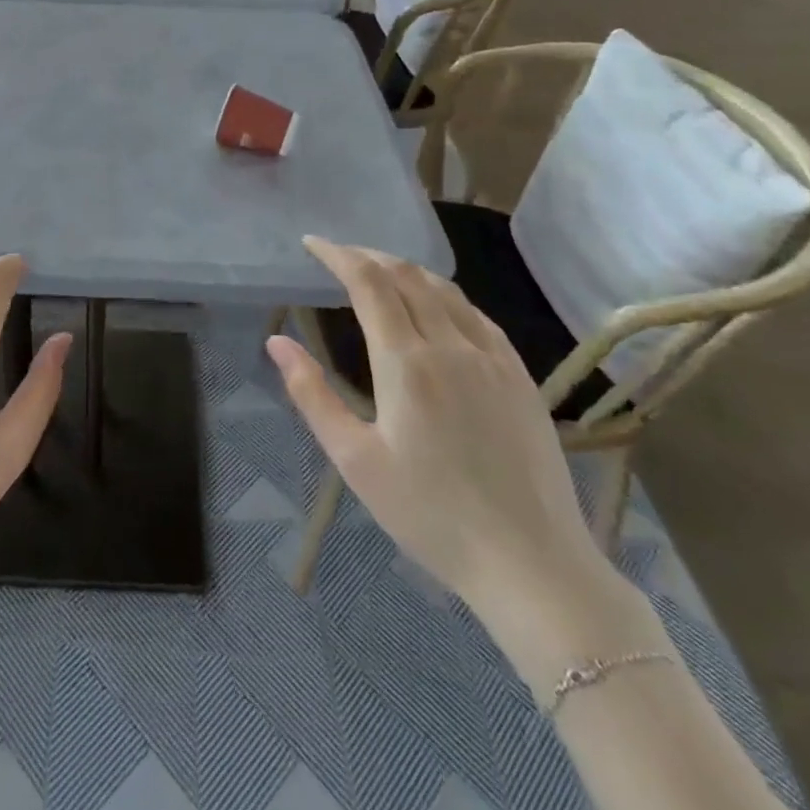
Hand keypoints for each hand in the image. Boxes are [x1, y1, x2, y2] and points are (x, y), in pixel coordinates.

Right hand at [267, 237, 610, 615]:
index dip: (338, 255)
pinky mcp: (520, 376)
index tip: (313, 244)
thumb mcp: (355, 460)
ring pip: (443, 289)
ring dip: (405, 270)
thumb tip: (277, 342)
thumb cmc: (430, 516)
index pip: (368, 282)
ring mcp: (492, 357)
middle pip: (405, 275)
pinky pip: (476, 315)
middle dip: (367, 256)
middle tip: (339, 256)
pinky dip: (444, 295)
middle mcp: (450, 345)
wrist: (532, 565)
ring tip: (379, 272)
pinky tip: (435, 306)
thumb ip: (312, 394)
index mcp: (406, 362)